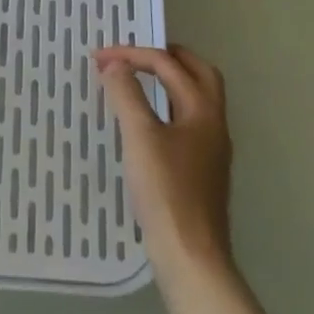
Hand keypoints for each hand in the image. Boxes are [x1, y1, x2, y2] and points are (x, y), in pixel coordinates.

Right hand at [95, 44, 232, 277]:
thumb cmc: (166, 191)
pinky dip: (168, 108)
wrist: (191, 258)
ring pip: (196, 100)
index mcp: (202, 110)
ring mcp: (212, 150)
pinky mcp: (203, 172)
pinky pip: (188, 123)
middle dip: (168, 58)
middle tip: (137, 55)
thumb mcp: (139, 136)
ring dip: (170, 83)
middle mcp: (214, 124)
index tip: (99, 58)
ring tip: (138, 82)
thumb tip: (115, 65)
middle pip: (199, 75)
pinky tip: (146, 123)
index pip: (168, 66)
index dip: (133, 55)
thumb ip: (126, 94)